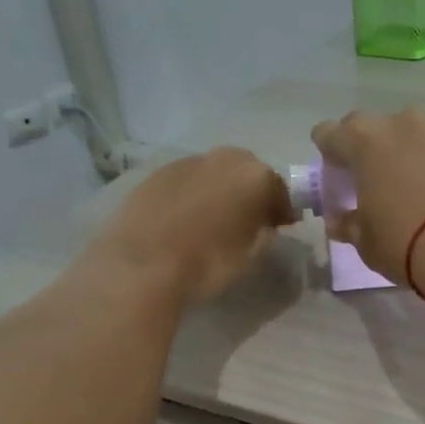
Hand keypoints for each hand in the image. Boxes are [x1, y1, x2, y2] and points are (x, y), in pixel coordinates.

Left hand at [91, 147, 294, 304]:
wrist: (142, 265)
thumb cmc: (207, 264)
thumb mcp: (251, 257)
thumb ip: (266, 234)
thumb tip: (266, 225)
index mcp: (254, 176)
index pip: (279, 189)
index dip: (282, 210)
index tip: (280, 228)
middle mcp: (223, 159)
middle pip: (247, 171)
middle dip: (251, 192)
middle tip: (249, 220)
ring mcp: (187, 161)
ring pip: (215, 172)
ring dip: (221, 190)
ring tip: (216, 220)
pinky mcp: (156, 172)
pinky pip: (188, 180)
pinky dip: (194, 194)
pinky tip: (187, 219)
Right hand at [309, 108, 424, 285]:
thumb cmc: (406, 244)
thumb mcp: (367, 243)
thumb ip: (350, 225)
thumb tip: (341, 220)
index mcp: (362, 143)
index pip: (329, 134)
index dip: (327, 152)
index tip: (333, 173)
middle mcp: (398, 124)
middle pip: (370, 127)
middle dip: (365, 147)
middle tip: (370, 178)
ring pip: (410, 132)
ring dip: (404, 150)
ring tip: (411, 183)